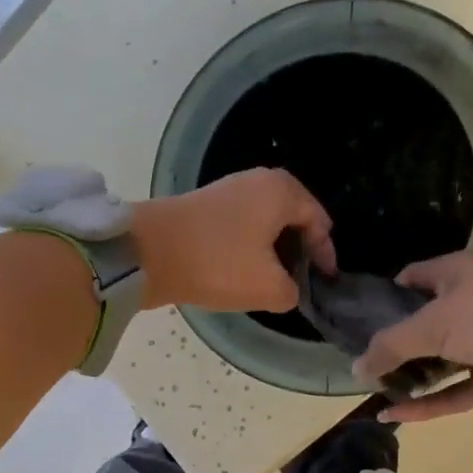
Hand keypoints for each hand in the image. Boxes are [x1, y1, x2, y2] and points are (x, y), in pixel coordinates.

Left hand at [133, 169, 336, 311]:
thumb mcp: (268, 288)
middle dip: (299, 250)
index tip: (325, 282)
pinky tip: (241, 272)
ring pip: (264, 223)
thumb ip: (292, 291)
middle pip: (292, 218)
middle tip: (300, 282)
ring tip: (271, 282)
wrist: (147, 253)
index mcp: (282, 191)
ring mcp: (228, 191)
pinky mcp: (203, 208)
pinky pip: (240, 227)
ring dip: (271, 251)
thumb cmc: (218, 264)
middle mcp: (258, 181)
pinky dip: (248, 248)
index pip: (318, 221)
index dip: (325, 254)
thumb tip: (288, 289)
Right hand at [355, 252, 472, 421]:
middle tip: (361, 366)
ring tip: (374, 394)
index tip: (357, 322)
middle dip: (394, 345)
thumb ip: (389, 346)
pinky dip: (427, 404)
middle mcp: (471, 304)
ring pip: (439, 362)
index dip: (384, 297)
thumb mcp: (431, 324)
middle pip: (423, 324)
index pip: (412, 278)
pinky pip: (454, 392)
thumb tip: (356, 368)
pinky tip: (394, 416)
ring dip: (410, 378)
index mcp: (456, 274)